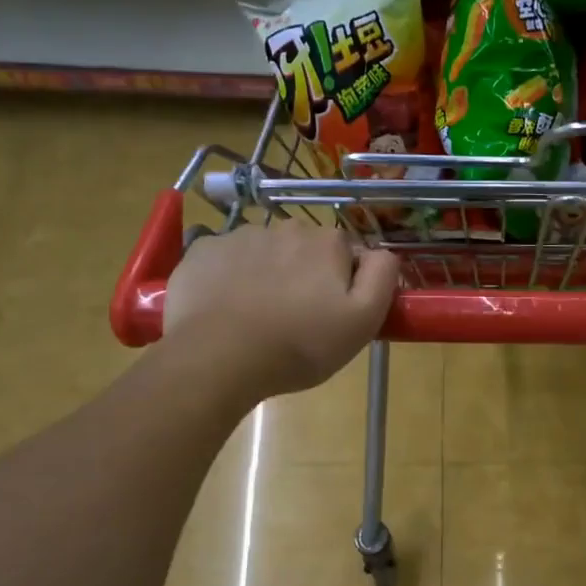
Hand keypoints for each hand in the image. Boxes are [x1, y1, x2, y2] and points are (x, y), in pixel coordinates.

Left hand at [162, 222, 398, 404]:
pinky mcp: (203, 250)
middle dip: (305, 276)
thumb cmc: (300, 345)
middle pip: (305, 250)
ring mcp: (240, 235)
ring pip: (265, 253)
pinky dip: (230, 278)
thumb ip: (382, 277)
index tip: (332, 315)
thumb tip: (381, 253)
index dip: (343, 284)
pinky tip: (227, 309)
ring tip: (259, 318)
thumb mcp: (363, 320)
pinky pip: (227, 259)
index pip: (346, 255)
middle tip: (297, 320)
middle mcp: (286, 227)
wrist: (219, 357)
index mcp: (328, 243)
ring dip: (267, 275)